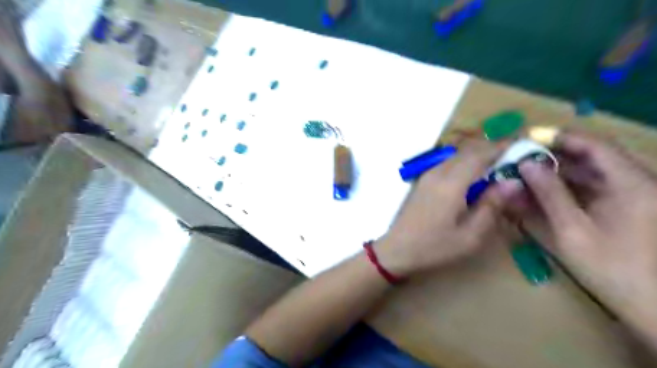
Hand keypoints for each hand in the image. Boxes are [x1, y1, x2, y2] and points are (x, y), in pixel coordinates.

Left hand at [374, 139, 512, 276]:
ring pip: (457, 156)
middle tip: (513, 158)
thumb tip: (512, 181)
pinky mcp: (423, 181)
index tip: (523, 145)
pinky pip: (447, 163)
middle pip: (468, 151)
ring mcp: (427, 175)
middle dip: (492, 150)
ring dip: (477, 156)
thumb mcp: (470, 235)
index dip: (502, 147)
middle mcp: (438, 172)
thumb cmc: (434, 247)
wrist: (397, 249)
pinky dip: (464, 163)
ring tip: (497, 167)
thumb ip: (491, 206)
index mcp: (451, 183)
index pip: (480, 155)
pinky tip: (473, 178)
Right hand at [516, 132, 656, 327]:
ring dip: (555, 171)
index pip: (594, 145)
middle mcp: (634, 182)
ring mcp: (629, 195)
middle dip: (552, 154)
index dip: (560, 137)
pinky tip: (541, 191)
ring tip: (523, 172)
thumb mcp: (573, 229)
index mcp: (630, 183)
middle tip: (519, 157)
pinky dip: (564, 186)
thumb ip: (549, 194)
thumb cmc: (613, 268)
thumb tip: (525, 164)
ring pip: (588, 171)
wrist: (653, 306)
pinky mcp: (623, 207)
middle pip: (590, 156)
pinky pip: (590, 187)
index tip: (528, 138)